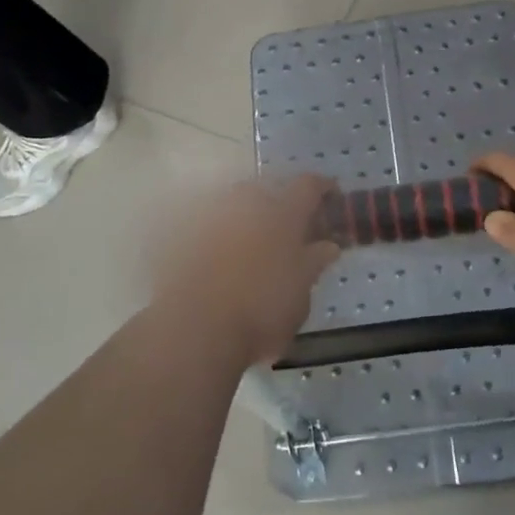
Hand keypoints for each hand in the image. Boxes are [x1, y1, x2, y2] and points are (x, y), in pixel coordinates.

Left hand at [153, 175, 340, 365]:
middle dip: (277, 205)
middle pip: (265, 191)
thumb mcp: (301, 295)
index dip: (323, 187)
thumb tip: (326, 246)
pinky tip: (221, 265)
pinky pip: (205, 229)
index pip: (308, 186)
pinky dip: (218, 240)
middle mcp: (245, 206)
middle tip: (288, 232)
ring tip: (252, 251)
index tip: (332, 195)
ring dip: (246, 222)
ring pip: (232, 208)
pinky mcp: (182, 237)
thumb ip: (314, 263)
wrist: (195, 329)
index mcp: (282, 215)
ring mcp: (210, 219)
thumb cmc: (261, 313)